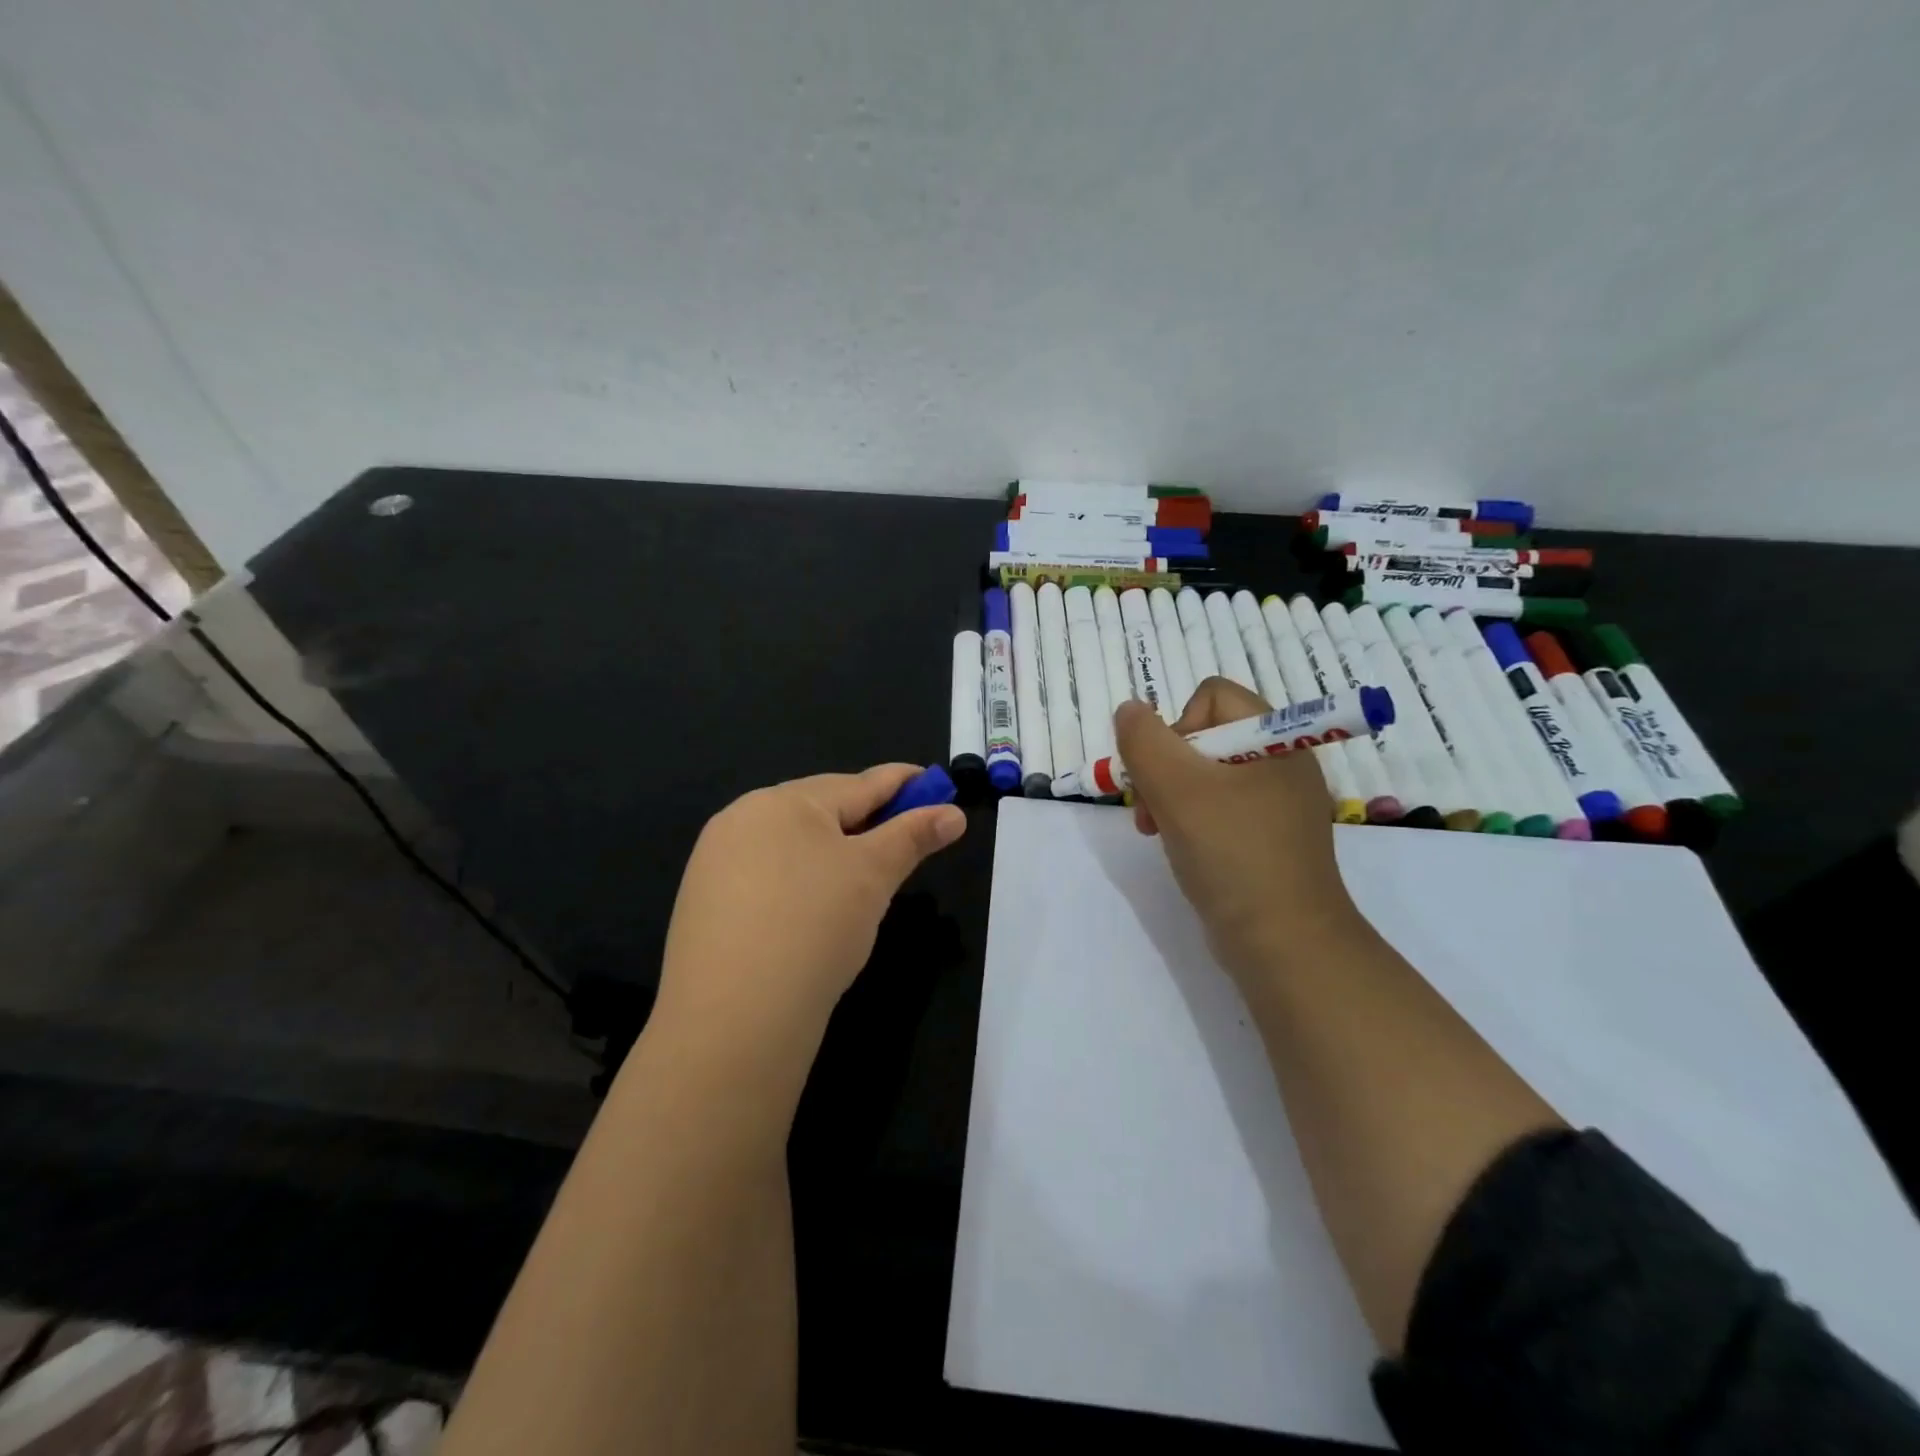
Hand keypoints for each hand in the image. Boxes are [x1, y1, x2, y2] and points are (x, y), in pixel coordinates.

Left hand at [654, 765, 966, 1066]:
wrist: (732, 1019)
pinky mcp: (704, 903)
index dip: (902, 783)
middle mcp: (743, 819)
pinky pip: (767, 875)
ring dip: (832, 851)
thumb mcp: (873, 875)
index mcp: (784, 801)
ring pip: (792, 844)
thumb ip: (913, 836)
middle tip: (905, 837)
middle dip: (866, 819)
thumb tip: (953, 814)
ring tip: (863, 876)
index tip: (934, 783)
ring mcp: (716, 861)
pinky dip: (800, 880)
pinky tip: (812, 908)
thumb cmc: (815, 926)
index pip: (859, 784)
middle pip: (821, 809)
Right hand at [1115, 679, 1362, 977]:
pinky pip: (1217, 807)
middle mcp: (1280, 762)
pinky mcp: (1267, 837)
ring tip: (1157, 830)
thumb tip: (1130, 711)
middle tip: (1152, 808)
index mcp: (1275, 739)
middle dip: (1165, 767)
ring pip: (1204, 775)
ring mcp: (1276, 803)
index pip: (1212, 696)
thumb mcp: (1177, 788)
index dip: (1177, 725)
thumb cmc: (1232, 854)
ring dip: (1169, 796)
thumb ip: (1143, 740)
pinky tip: (1179, 847)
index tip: (1166, 771)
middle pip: (1204, 736)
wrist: (1284, 943)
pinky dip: (1190, 820)